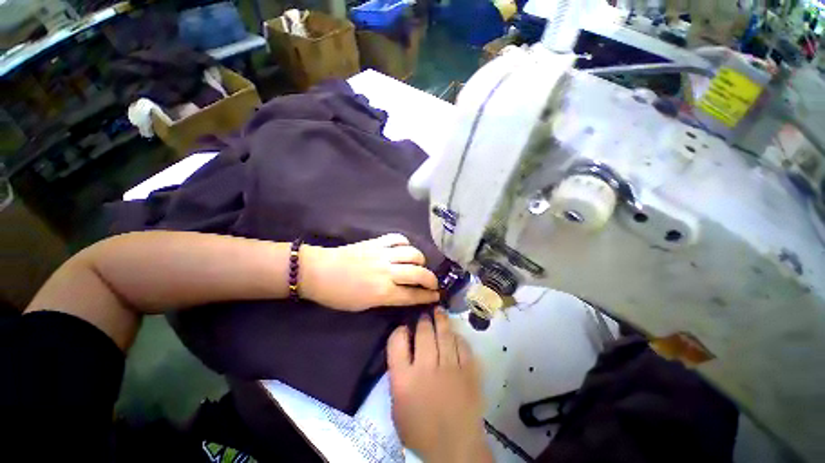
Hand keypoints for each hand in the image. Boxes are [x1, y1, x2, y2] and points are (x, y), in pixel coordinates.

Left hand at [299, 234, 439, 311]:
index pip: (413, 295)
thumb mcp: (362, 306)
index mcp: (383, 293)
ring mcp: (381, 254)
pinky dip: (405, 243)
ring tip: (419, 266)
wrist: (317, 272)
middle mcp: (387, 272)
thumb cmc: (336, 295)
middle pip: (419, 274)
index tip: (438, 296)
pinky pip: (397, 239)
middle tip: (433, 284)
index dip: (428, 297)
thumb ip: (385, 299)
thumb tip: (401, 294)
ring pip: (413, 254)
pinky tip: (404, 250)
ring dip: (421, 261)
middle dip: (431, 280)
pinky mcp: (374, 242)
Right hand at [388, 310, 492, 462]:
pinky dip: (459, 339)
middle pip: (424, 334)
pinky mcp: (469, 372)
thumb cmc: (419, 432)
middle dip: (423, 321)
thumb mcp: (397, 407)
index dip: (399, 331)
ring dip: (442, 323)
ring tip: (439, 313)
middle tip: (424, 314)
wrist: (453, 442)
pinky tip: (456, 335)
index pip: (397, 343)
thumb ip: (399, 381)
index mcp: (403, 378)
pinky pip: (464, 349)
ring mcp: (450, 368)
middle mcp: (426, 367)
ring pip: (445, 337)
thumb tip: (404, 364)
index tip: (402, 329)